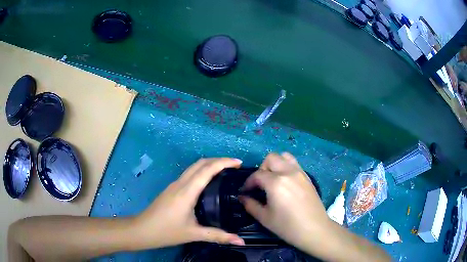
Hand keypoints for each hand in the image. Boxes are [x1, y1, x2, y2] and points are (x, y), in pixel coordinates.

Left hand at [131, 158, 244, 247]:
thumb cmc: (167, 231)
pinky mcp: (171, 188)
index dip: (224, 162)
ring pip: (194, 167)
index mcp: (187, 192)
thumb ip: (218, 236)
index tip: (239, 163)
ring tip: (225, 171)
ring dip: (210, 164)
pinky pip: (189, 173)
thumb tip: (241, 241)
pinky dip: (202, 171)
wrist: (142, 230)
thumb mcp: (194, 234)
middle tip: (235, 166)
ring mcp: (174, 185)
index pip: (207, 170)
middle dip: (218, 160)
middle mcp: (180, 183)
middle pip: (200, 163)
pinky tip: (208, 182)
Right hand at [240, 153, 330, 253]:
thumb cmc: (287, 226)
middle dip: (262, 168)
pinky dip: (286, 167)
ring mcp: (300, 172)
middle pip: (271, 158)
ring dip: (275, 164)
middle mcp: (288, 172)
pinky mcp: (307, 176)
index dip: (248, 183)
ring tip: (273, 179)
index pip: (257, 175)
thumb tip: (242, 197)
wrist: (314, 229)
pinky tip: (285, 182)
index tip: (245, 191)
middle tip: (260, 184)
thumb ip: (250, 205)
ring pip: (285, 156)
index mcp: (276, 182)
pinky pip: (294, 164)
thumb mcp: (265, 218)